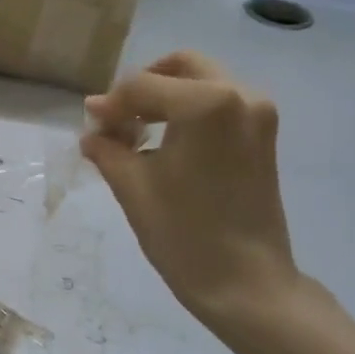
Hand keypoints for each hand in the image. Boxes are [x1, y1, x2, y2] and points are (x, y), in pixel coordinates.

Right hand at [81, 51, 299, 328]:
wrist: (247, 285)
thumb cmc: (184, 234)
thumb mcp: (132, 186)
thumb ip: (107, 147)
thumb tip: (93, 128)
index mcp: (207, 104)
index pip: (142, 86)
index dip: (110, 105)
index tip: (90, 128)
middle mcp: (240, 96)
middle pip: (179, 68)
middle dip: (142, 88)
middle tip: (116, 122)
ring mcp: (258, 115)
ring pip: (201, 83)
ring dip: (165, 99)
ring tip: (137, 136)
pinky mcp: (264, 136)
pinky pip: (218, 104)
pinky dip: (188, 113)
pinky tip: (165, 145)